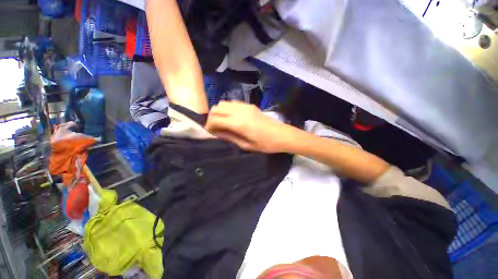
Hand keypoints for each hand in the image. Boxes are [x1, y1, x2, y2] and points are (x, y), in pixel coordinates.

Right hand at [205, 101, 293, 152]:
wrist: (283, 135)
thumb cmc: (266, 144)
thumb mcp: (246, 145)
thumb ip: (230, 137)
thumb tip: (216, 133)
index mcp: (239, 123)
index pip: (215, 119)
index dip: (208, 126)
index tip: (209, 133)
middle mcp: (240, 111)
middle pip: (217, 108)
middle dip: (212, 118)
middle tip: (215, 128)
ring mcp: (245, 106)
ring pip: (224, 103)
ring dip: (219, 112)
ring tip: (223, 123)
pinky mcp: (250, 105)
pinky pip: (233, 103)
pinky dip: (227, 109)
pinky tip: (232, 118)